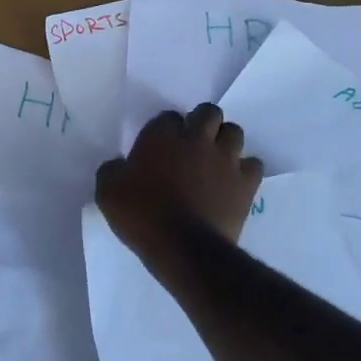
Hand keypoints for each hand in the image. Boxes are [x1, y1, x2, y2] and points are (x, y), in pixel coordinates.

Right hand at [96, 104, 262, 262]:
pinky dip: (244, 169)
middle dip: (202, 123)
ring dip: (224, 141)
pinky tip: (233, 181)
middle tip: (192, 144)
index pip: (168, 117)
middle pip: (208, 113)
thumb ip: (113, 169)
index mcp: (161, 135)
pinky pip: (253, 164)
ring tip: (215, 159)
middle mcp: (196, 138)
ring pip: (234, 132)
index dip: (166, 130)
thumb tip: (120, 165)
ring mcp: (225, 159)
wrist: (182, 247)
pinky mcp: (246, 183)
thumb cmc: (141, 214)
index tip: (160, 146)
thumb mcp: (107, 190)